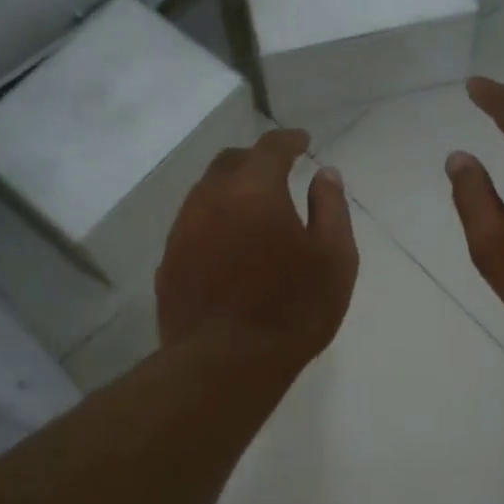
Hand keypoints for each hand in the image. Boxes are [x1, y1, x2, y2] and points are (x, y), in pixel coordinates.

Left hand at [157, 128, 358, 369]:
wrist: (225, 363)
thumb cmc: (292, 309)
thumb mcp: (334, 258)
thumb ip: (331, 208)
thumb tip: (325, 174)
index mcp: (255, 190)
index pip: (270, 147)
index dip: (289, 140)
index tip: (303, 142)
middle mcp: (211, 199)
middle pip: (231, 163)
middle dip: (255, 161)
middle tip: (276, 173)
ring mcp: (182, 231)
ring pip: (205, 194)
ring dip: (230, 191)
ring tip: (251, 209)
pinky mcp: (168, 262)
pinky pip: (192, 226)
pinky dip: (213, 223)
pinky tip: (227, 246)